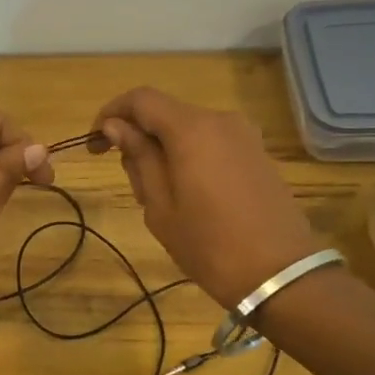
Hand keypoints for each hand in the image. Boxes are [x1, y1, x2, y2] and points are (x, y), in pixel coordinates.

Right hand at [94, 88, 318, 306]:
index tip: (94, 144)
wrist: (280, 274)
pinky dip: (189, 156)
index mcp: (192, 129)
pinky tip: (190, 195)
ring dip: (164, 150)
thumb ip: (139, 158)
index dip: (110, 114)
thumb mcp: (160, 206)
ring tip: (161, 198)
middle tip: (133, 186)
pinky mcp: (257, 153)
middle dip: (138, 138)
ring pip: (188, 129)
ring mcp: (244, 135)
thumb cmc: (209, 245)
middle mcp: (220, 120)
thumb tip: (116, 126)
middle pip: (165, 113)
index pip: (140, 99)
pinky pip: (211, 142)